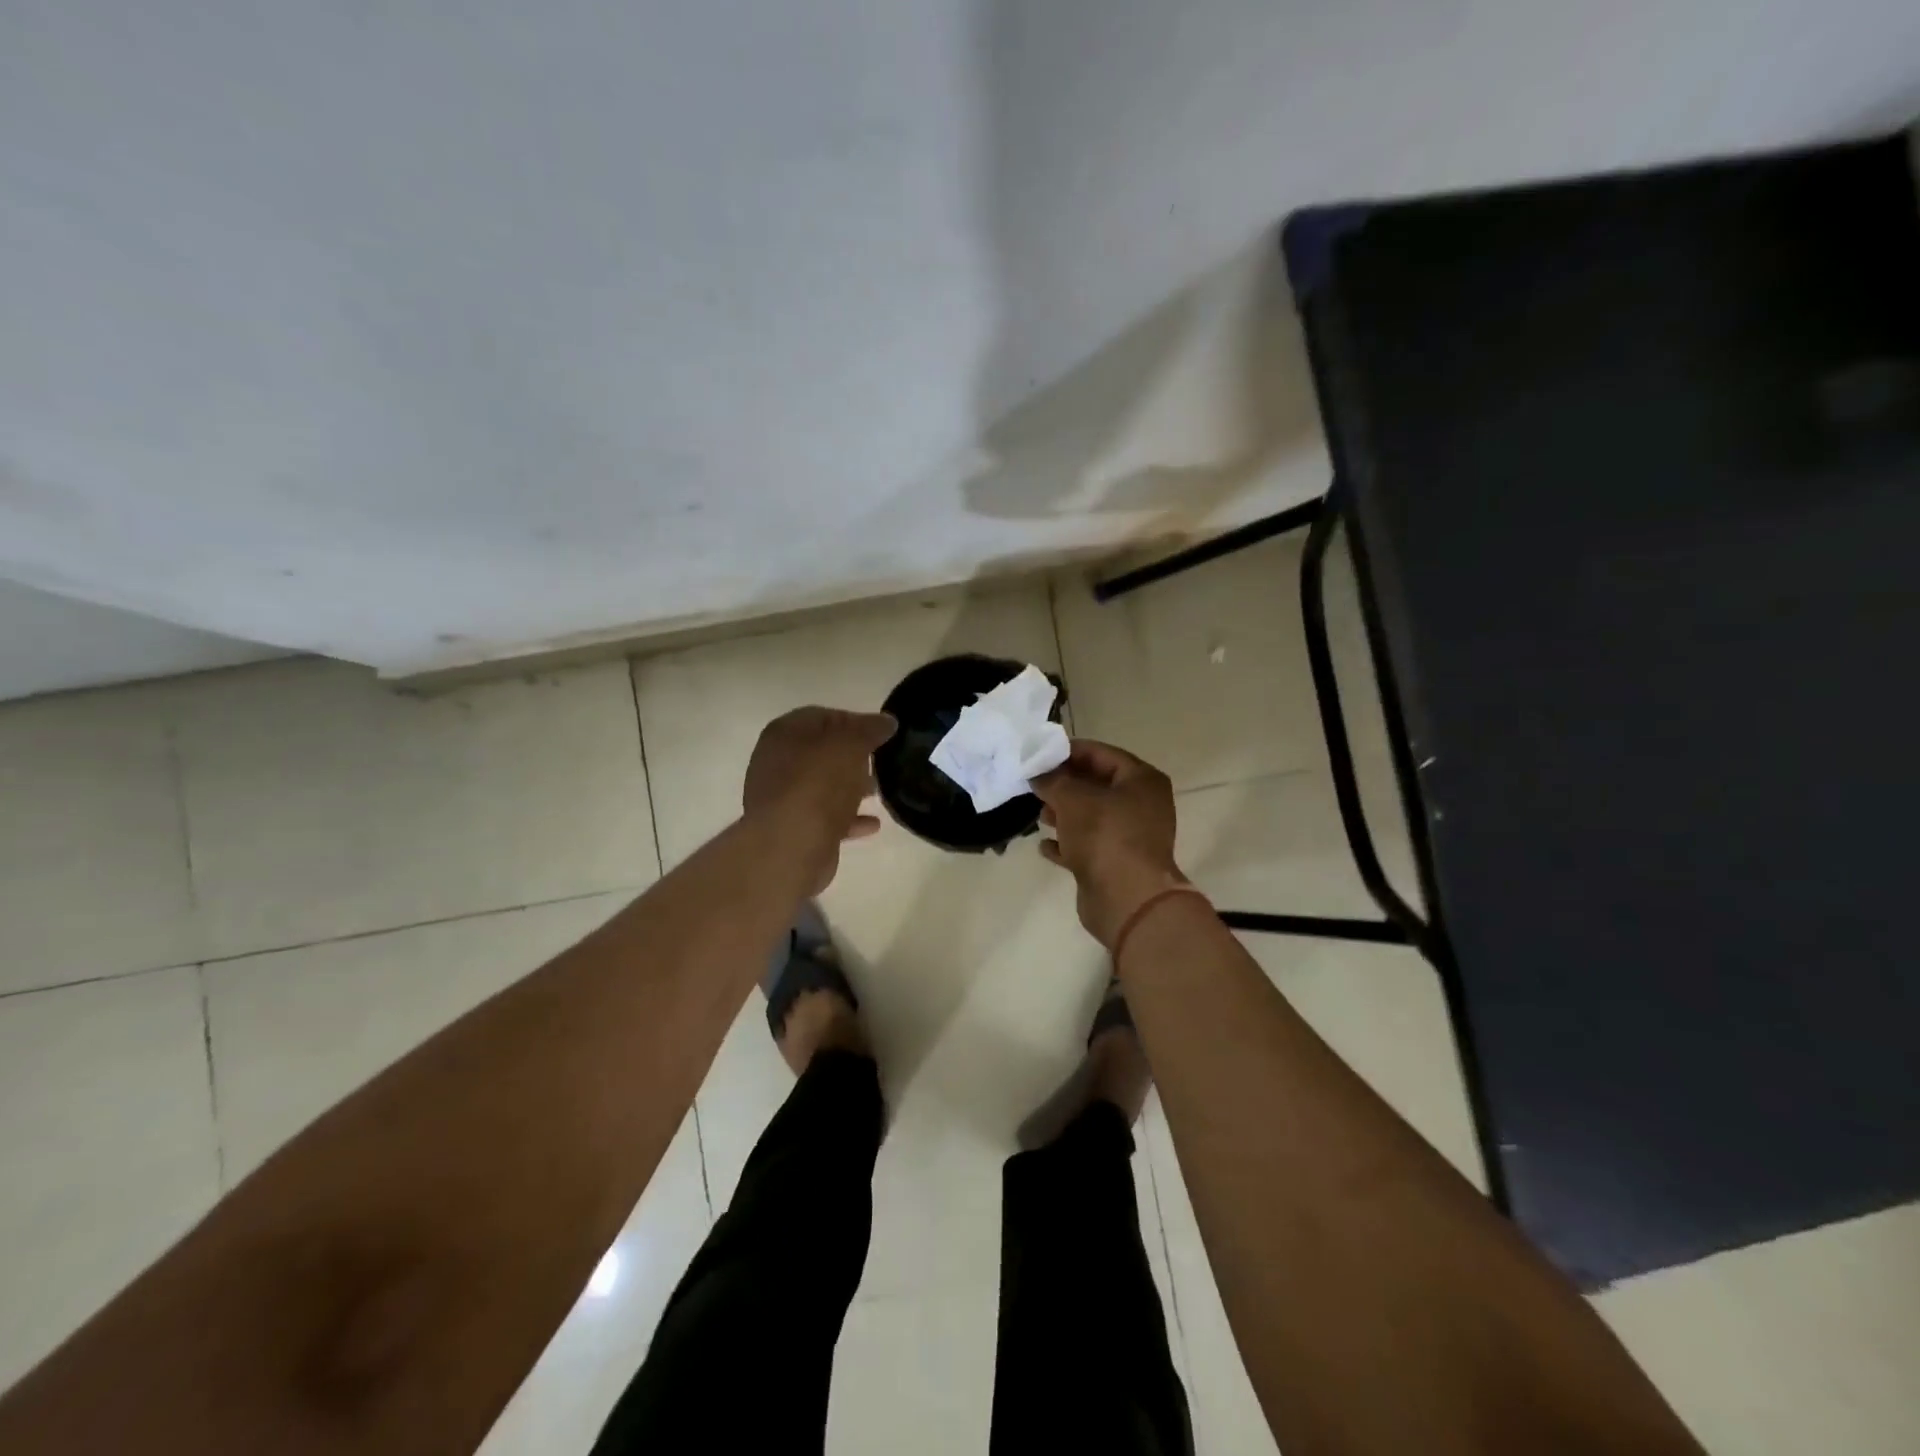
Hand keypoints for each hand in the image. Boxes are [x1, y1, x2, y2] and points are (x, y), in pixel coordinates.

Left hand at [743, 707, 896, 892]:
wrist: (790, 846)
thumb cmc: (818, 784)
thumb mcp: (851, 745)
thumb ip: (869, 729)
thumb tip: (886, 721)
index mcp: (784, 733)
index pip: (822, 716)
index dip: (854, 721)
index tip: (882, 734)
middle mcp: (777, 762)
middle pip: (822, 752)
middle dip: (854, 756)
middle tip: (882, 762)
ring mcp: (782, 798)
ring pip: (823, 786)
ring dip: (851, 787)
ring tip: (880, 791)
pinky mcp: (793, 829)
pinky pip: (825, 818)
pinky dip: (848, 818)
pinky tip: (873, 824)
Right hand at [1031, 740, 1186, 948]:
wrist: (1127, 900)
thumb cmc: (1105, 836)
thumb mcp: (1073, 799)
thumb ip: (1052, 780)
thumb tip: (1037, 772)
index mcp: (1142, 781)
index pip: (1102, 754)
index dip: (1070, 751)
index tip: (1040, 754)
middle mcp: (1142, 805)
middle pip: (1098, 785)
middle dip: (1065, 784)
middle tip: (1035, 783)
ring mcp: (1131, 837)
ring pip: (1092, 817)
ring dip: (1064, 814)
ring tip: (1039, 814)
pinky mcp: (1117, 864)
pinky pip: (1088, 846)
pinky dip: (1068, 843)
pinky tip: (1044, 845)